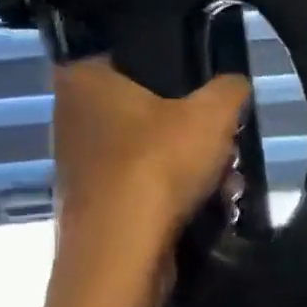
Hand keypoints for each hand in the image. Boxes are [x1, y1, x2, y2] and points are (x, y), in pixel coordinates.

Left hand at [49, 60, 251, 294]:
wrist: (121, 252)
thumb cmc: (158, 165)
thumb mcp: (213, 114)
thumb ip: (230, 88)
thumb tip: (235, 84)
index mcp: (84, 79)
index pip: (130, 55)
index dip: (174, 71)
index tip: (205, 94)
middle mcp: (70, 116)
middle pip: (148, 110)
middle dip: (194, 130)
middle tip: (225, 144)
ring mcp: (77, 165)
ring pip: (150, 152)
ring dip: (192, 165)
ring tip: (227, 182)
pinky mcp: (92, 205)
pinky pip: (142, 186)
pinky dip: (174, 194)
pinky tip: (209, 208)